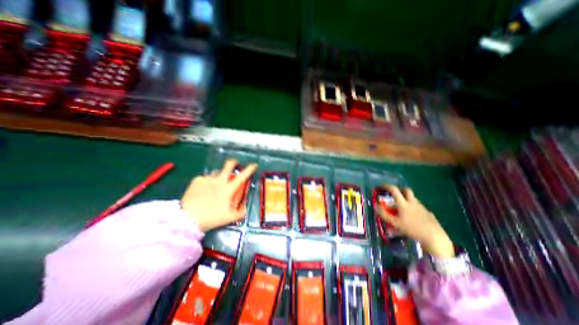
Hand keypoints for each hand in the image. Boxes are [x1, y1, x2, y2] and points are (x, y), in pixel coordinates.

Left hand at [181, 159, 255, 230]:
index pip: (242, 176)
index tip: (254, 165)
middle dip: (234, 162)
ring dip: (219, 177)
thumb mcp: (229, 218)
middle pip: (228, 165)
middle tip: (235, 165)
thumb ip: (241, 212)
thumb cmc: (211, 217)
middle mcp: (219, 180)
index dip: (250, 169)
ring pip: (216, 173)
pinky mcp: (196, 181)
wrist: (186, 219)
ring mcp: (207, 179)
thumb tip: (245, 206)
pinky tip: (203, 190)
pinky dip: (207, 182)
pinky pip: (205, 178)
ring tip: (215, 186)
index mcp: (228, 188)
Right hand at [375, 186, 456, 257]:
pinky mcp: (428, 213)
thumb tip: (375, 206)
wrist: (434, 237)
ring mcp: (422, 207)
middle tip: (395, 194)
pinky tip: (413, 217)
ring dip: (406, 199)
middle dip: (400, 190)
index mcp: (403, 203)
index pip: (394, 190)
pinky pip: (419, 207)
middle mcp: (412, 202)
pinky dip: (414, 208)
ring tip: (402, 208)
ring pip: (413, 198)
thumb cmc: (412, 229)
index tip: (381, 187)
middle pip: (406, 190)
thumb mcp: (395, 223)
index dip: (386, 186)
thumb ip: (384, 214)